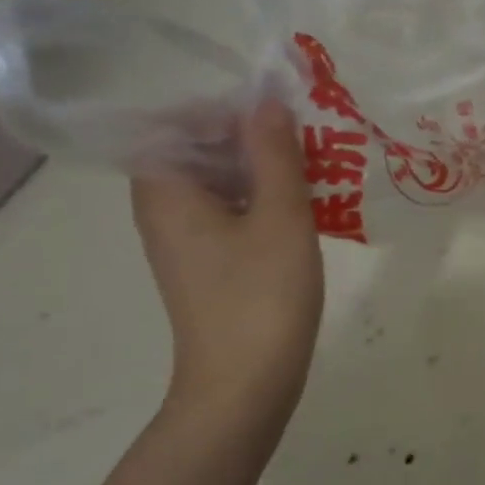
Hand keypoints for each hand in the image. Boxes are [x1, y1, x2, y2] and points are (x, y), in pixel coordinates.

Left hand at [132, 100, 323, 430]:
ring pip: (221, 180)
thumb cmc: (260, 296)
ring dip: (266, 168)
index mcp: (166, 189)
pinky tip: (310, 204)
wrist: (245, 383)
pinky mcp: (208, 260)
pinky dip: (264, 198)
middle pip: (201, 148)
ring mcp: (185, 236)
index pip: (180, 120)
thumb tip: (268, 101)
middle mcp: (164, 207)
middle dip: (255, 136)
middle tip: (311, 137)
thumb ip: (274, 154)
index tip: (282, 114)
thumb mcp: (280, 216)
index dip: (229, 109)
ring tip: (319, 166)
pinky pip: (231, 209)